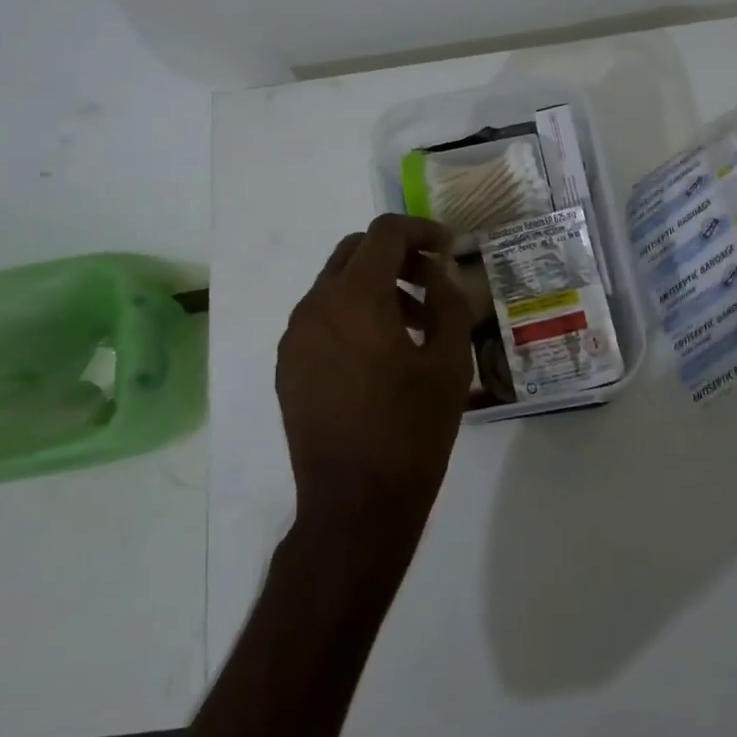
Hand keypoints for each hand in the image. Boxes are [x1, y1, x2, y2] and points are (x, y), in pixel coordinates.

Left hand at [276, 214, 474, 542]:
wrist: (355, 505)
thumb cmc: (412, 432)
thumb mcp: (449, 362)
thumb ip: (447, 301)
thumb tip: (436, 273)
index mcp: (355, 298)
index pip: (385, 233)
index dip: (421, 230)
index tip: (448, 247)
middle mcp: (314, 306)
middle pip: (354, 251)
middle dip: (396, 255)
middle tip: (432, 281)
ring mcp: (295, 337)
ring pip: (335, 285)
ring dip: (374, 287)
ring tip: (413, 325)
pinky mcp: (288, 365)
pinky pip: (321, 318)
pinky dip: (351, 315)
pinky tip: (379, 355)